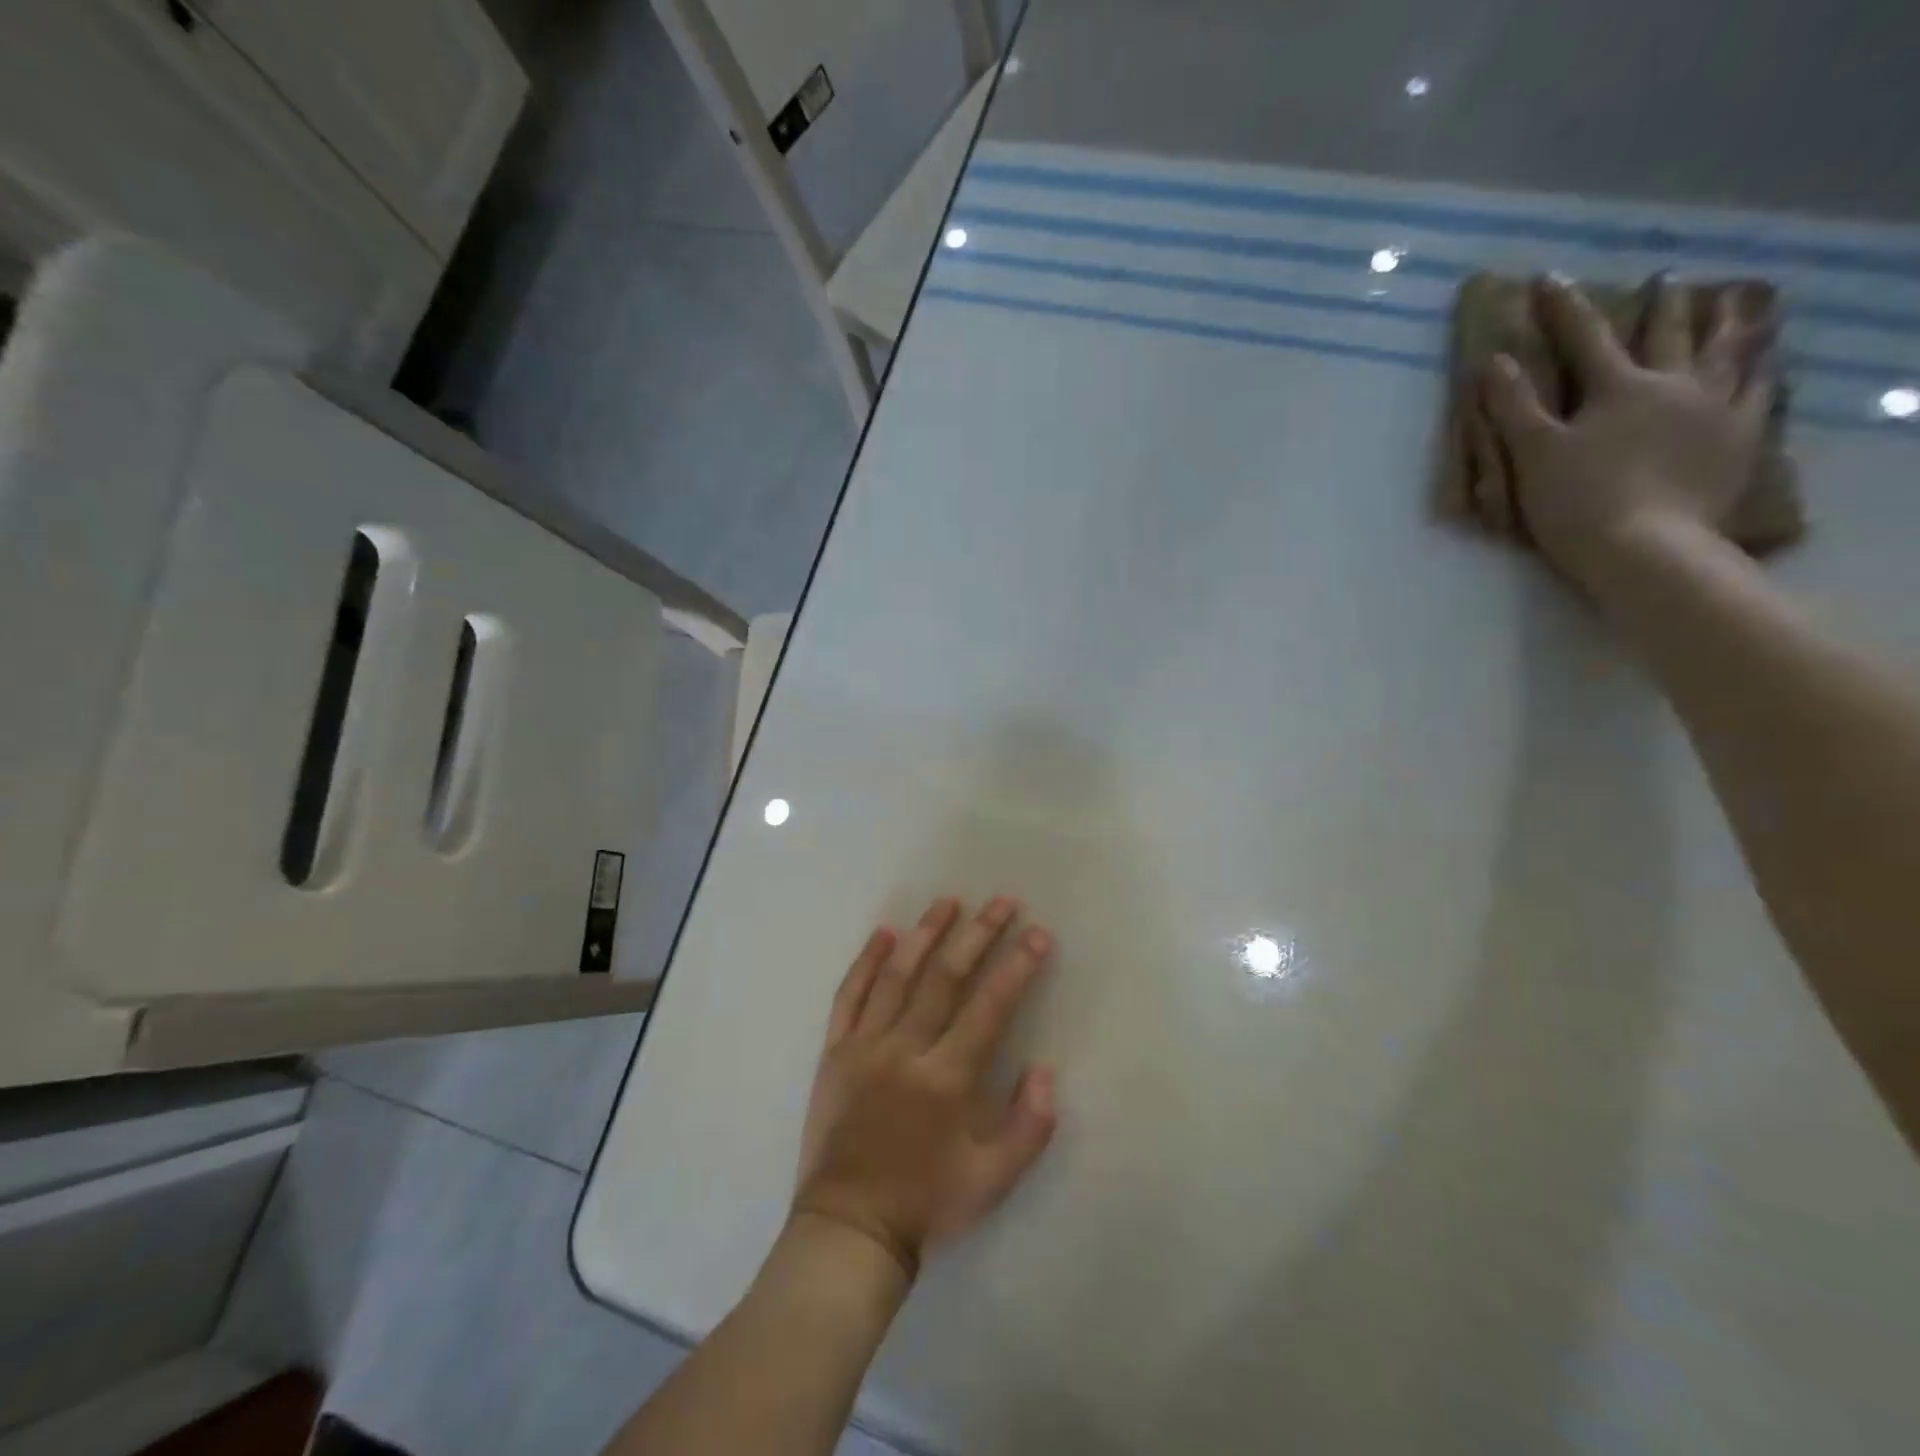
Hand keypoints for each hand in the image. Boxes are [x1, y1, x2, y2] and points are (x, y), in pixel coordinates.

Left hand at [791, 896, 1058, 1281]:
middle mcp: (905, 1050)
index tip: (1037, 933)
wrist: (848, 1231)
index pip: (990, 1007)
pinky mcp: (834, 1052)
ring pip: (897, 975)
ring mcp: (865, 1046)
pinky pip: (849, 996)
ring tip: (948, 901)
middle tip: (1002, 902)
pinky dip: (866, 961)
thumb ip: (1028, 1126)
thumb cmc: (926, 1205)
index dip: (1017, 966)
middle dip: (979, 935)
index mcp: (946, 1079)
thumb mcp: (993, 1182)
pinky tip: (883, 933)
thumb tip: (1044, 1068)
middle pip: (945, 978)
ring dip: (925, 934)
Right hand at [1477, 274, 1777, 590]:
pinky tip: (1768, 362)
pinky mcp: (1741, 440)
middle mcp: (1675, 385)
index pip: (1585, 338)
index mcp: (1618, 388)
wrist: (1647, 549)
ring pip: (1729, 353)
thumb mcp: (1534, 454)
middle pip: (1669, 334)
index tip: (1548, 278)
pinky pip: (1761, 392)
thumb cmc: (1578, 502)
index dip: (1563, 308)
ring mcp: (1716, 410)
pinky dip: (1763, 370)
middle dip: (1662, 306)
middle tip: (1667, 280)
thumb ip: (1514, 406)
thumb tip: (1494, 361)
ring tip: (1740, 302)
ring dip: (1730, 324)